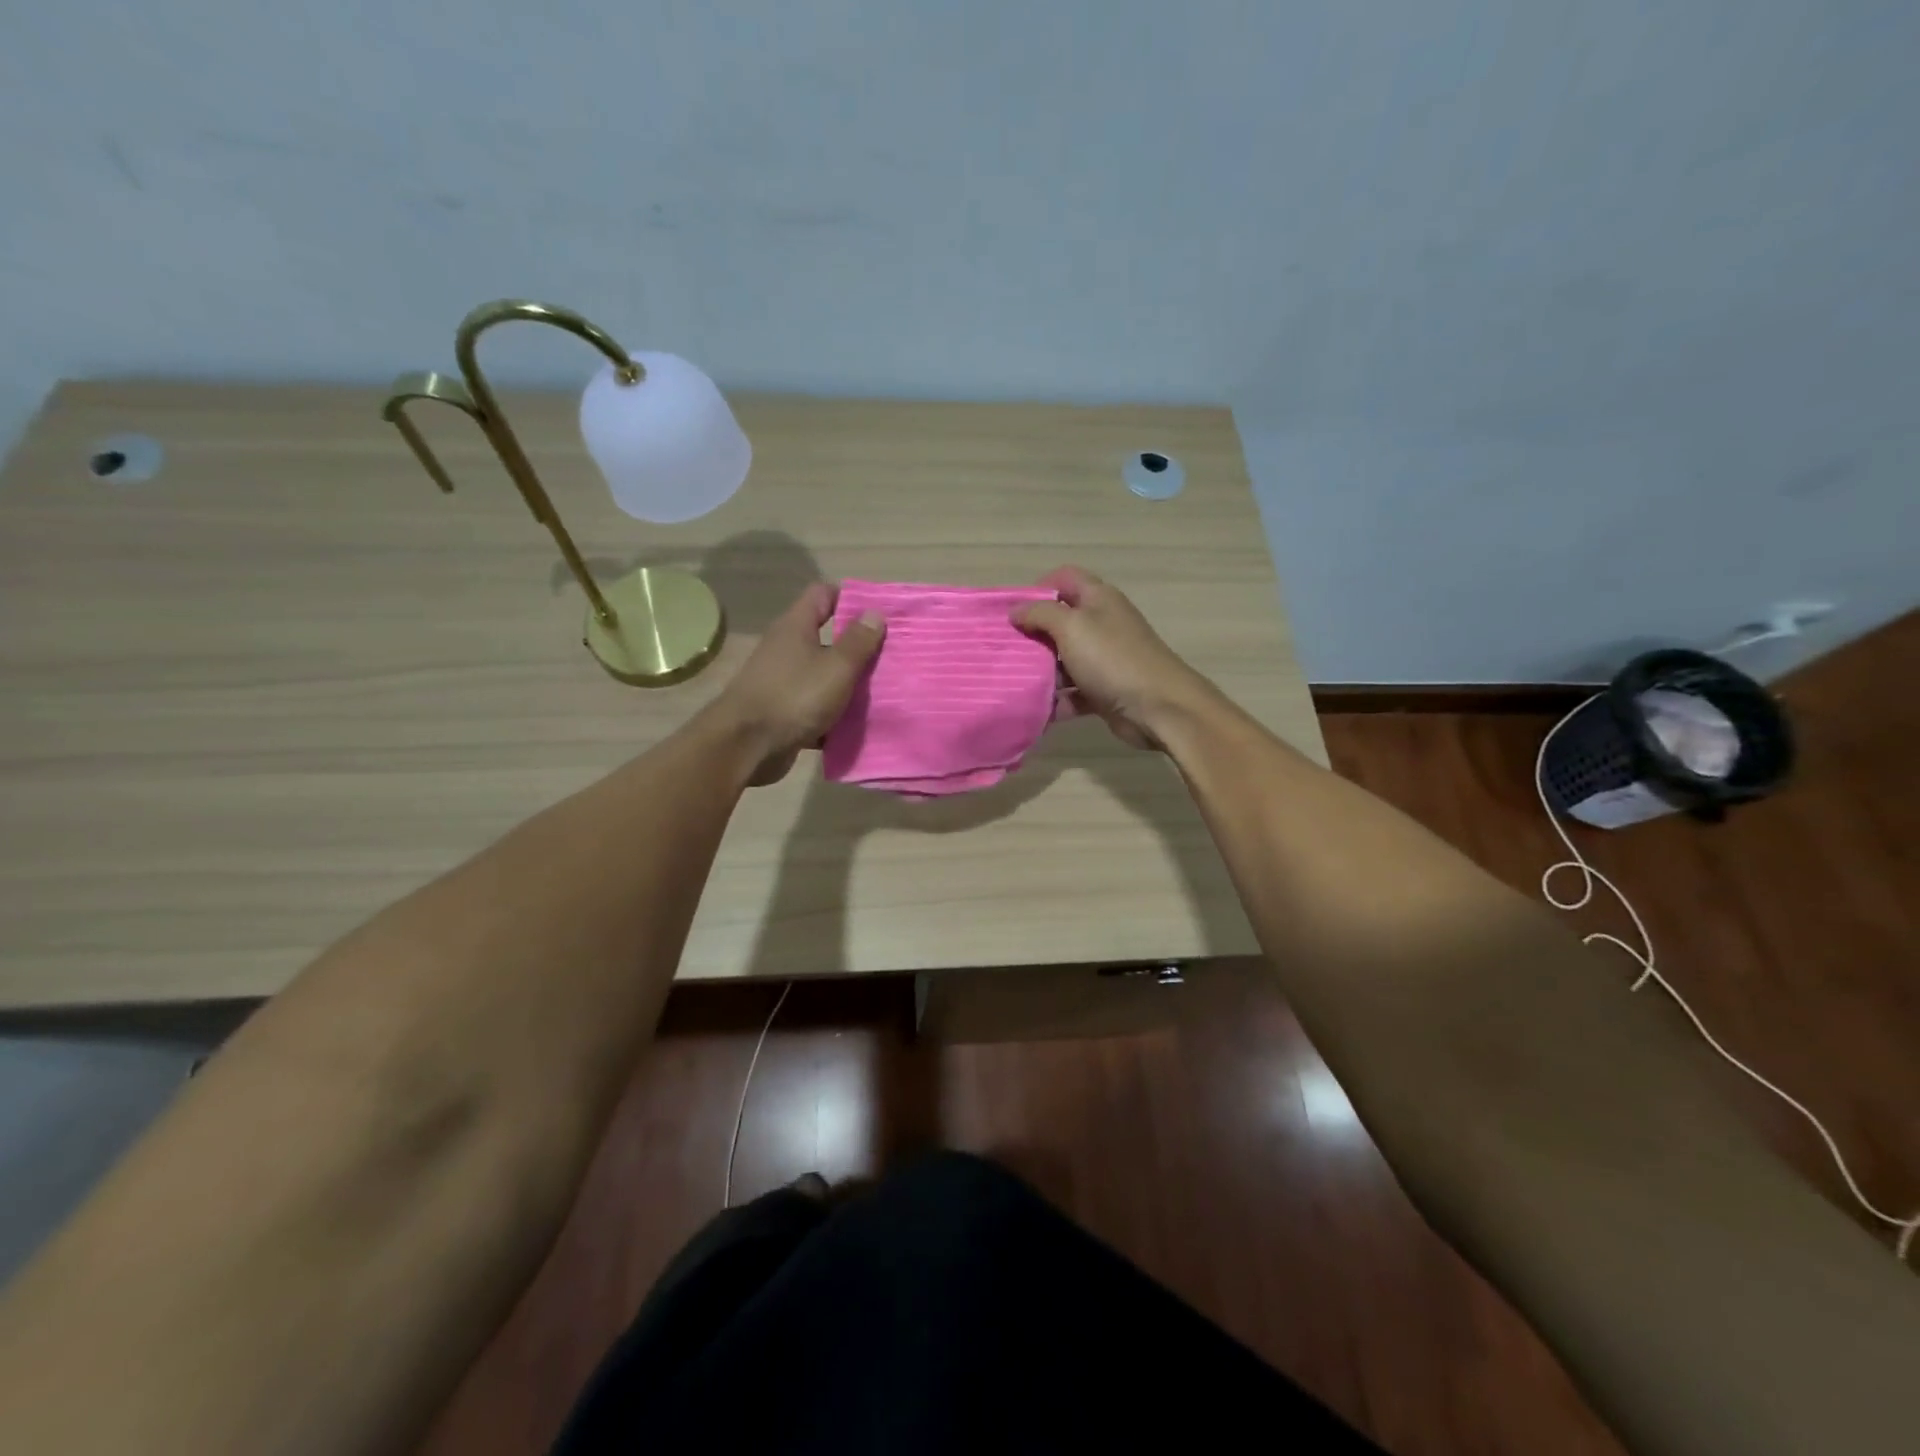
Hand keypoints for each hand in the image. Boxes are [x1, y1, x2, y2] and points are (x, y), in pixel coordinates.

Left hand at [707, 582, 885, 784]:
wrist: (746, 747)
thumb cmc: (794, 696)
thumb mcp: (836, 667)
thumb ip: (858, 641)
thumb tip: (874, 613)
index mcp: (796, 627)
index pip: (823, 595)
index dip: (851, 599)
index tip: (879, 615)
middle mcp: (786, 648)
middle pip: (826, 637)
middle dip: (857, 647)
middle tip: (889, 657)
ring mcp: (782, 681)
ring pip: (823, 675)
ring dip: (848, 684)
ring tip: (882, 692)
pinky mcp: (782, 711)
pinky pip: (815, 706)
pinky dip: (833, 714)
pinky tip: (857, 724)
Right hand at [1011, 566, 1216, 749]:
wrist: (1158, 707)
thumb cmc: (1113, 659)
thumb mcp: (1071, 626)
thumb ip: (1040, 614)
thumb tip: (1015, 611)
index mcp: (1098, 599)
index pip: (1065, 578)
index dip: (1038, 588)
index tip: (1014, 611)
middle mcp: (1101, 624)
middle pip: (1060, 621)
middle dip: (1032, 635)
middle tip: (1006, 649)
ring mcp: (1104, 659)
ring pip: (1063, 660)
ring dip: (1041, 671)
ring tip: (1013, 681)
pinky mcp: (1103, 690)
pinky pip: (1072, 693)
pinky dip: (1056, 701)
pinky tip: (1035, 710)